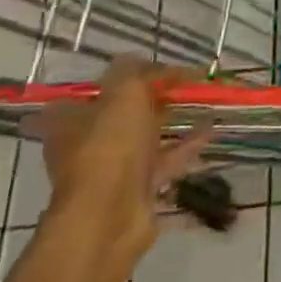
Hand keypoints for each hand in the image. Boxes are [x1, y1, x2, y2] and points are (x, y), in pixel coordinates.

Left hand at [34, 59, 213, 266]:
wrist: (110, 217)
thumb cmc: (109, 145)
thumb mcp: (123, 90)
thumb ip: (136, 70)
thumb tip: (148, 64)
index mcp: (70, 120)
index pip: (92, 90)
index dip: (120, 78)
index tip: (149, 68)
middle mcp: (86, 145)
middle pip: (121, 114)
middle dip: (151, 98)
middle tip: (182, 83)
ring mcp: (111, 170)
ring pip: (144, 138)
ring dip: (171, 121)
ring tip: (201, 101)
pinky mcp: (136, 190)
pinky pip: (164, 160)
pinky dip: (186, 145)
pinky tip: (210, 128)